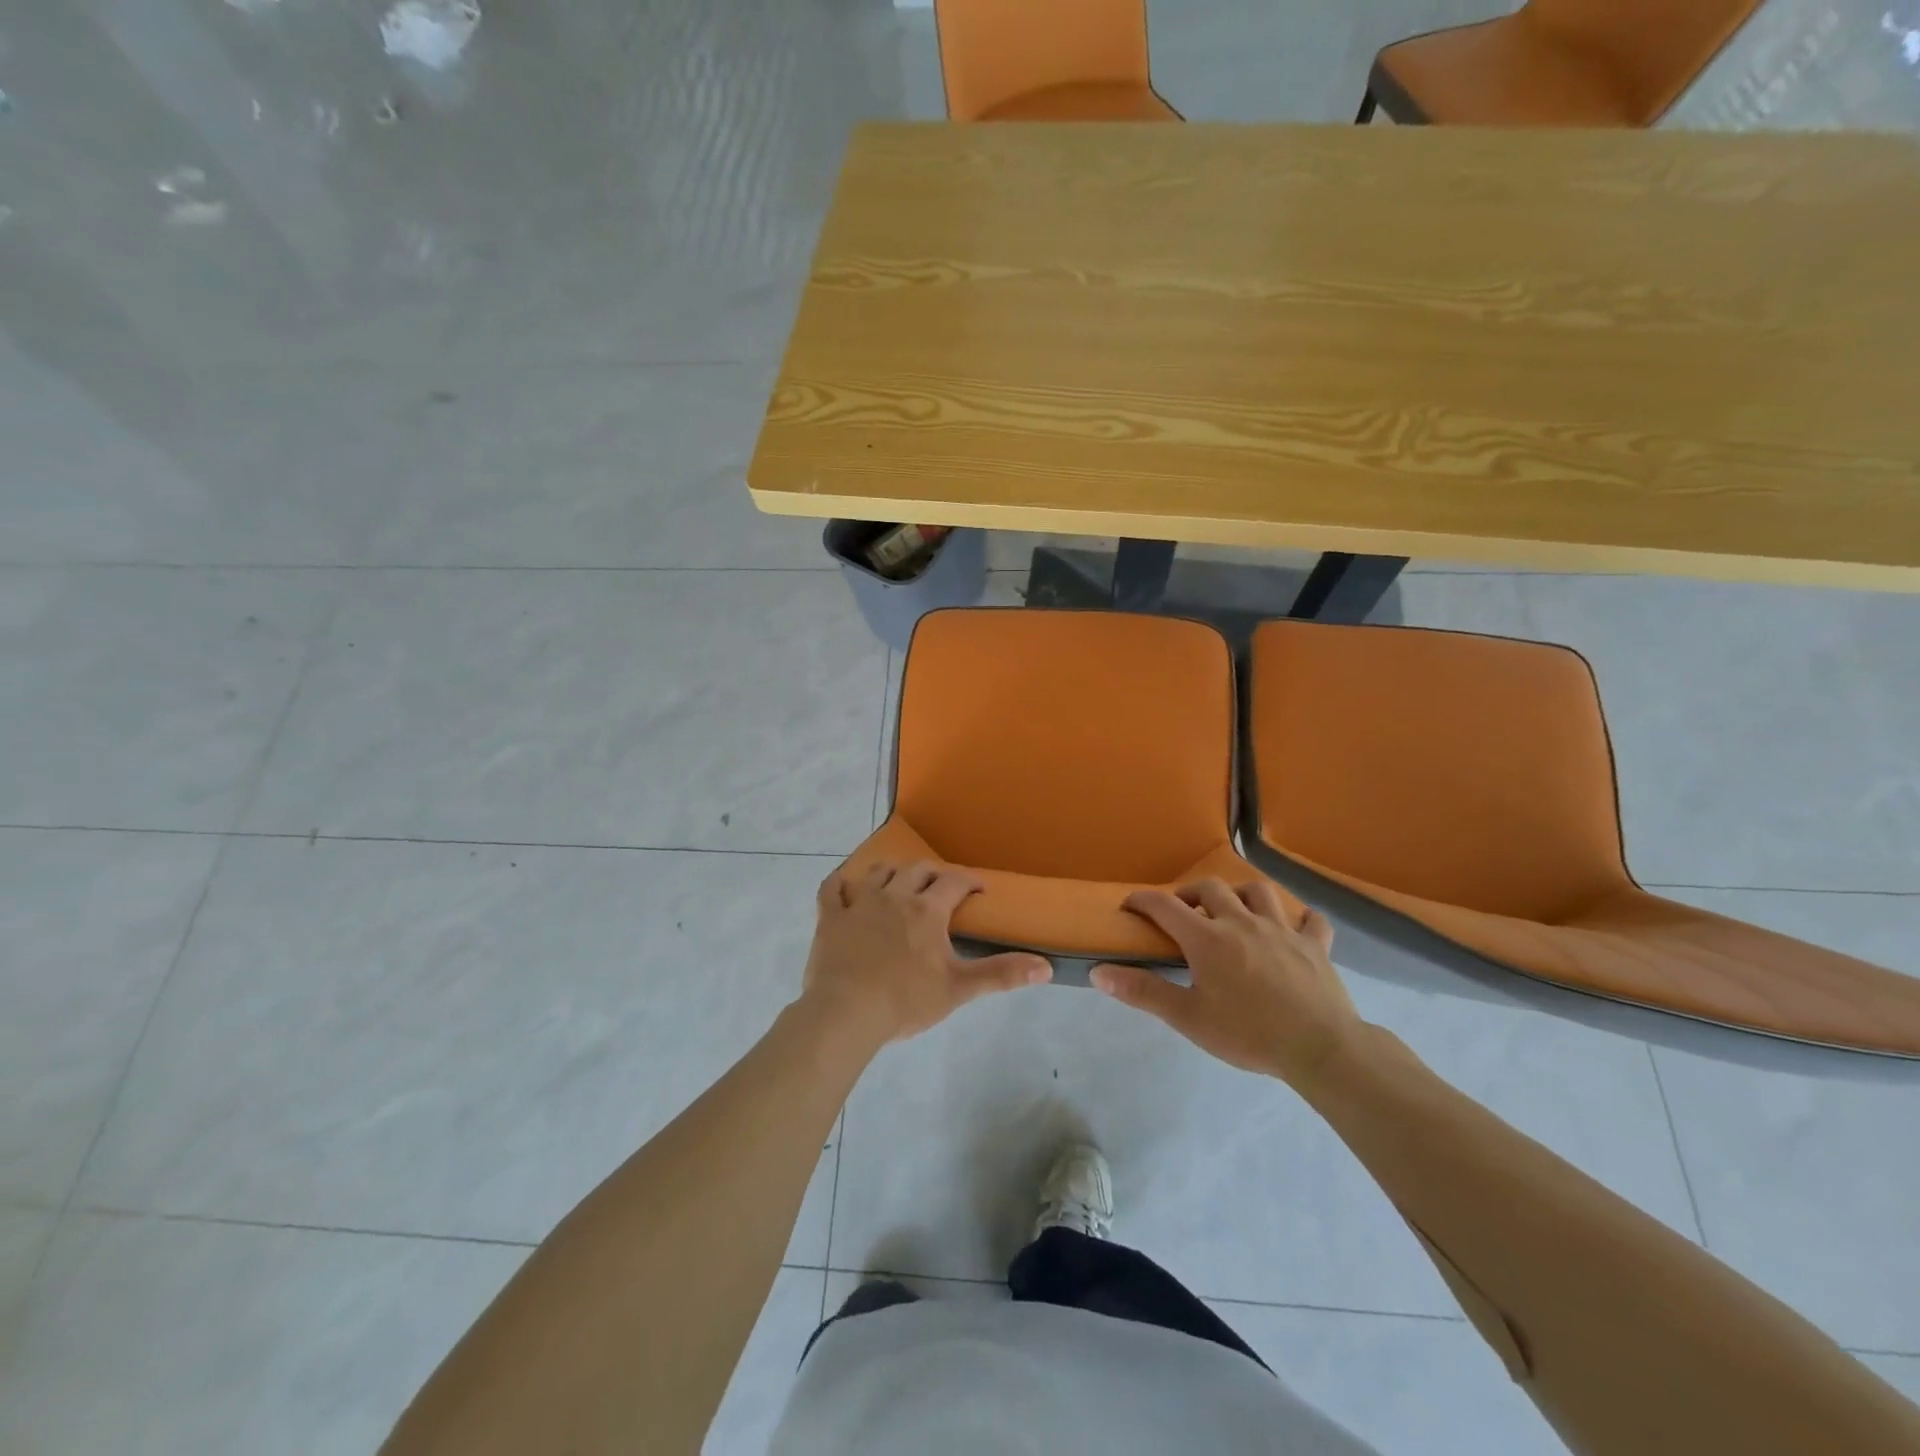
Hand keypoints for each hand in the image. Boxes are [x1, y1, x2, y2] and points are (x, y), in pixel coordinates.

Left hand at [801, 862, 1051, 1048]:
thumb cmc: (906, 1001)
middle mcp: (894, 896)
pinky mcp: (830, 917)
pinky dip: (840, 884)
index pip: (954, 881)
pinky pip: (832, 889)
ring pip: (878, 872)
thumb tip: (1046, 967)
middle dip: (933, 873)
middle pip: (917, 870)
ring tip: (899, 884)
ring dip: (892, 873)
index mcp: (927, 910)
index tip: (979, 890)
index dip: (970, 881)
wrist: (846, 1014)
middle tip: (941, 888)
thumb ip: (1001, 974)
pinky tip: (845, 888)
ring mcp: (859, 903)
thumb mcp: (959, 989)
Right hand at [1090, 879, 1363, 1089]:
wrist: (1320, 1048)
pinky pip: (1311, 919)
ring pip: (1258, 892)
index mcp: (1207, 938)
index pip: (1164, 905)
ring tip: (1234, 911)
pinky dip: (1300, 918)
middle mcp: (1242, 922)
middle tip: (1183, 912)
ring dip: (1240, 895)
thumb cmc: (1248, 1033)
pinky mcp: (1314, 945)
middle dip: (1190, 893)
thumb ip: (1143, 992)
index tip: (1129, 906)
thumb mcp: (1188, 1018)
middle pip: (1211, 888)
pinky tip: (1294, 928)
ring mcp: (1282, 929)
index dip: (1142, 900)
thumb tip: (1098, 971)